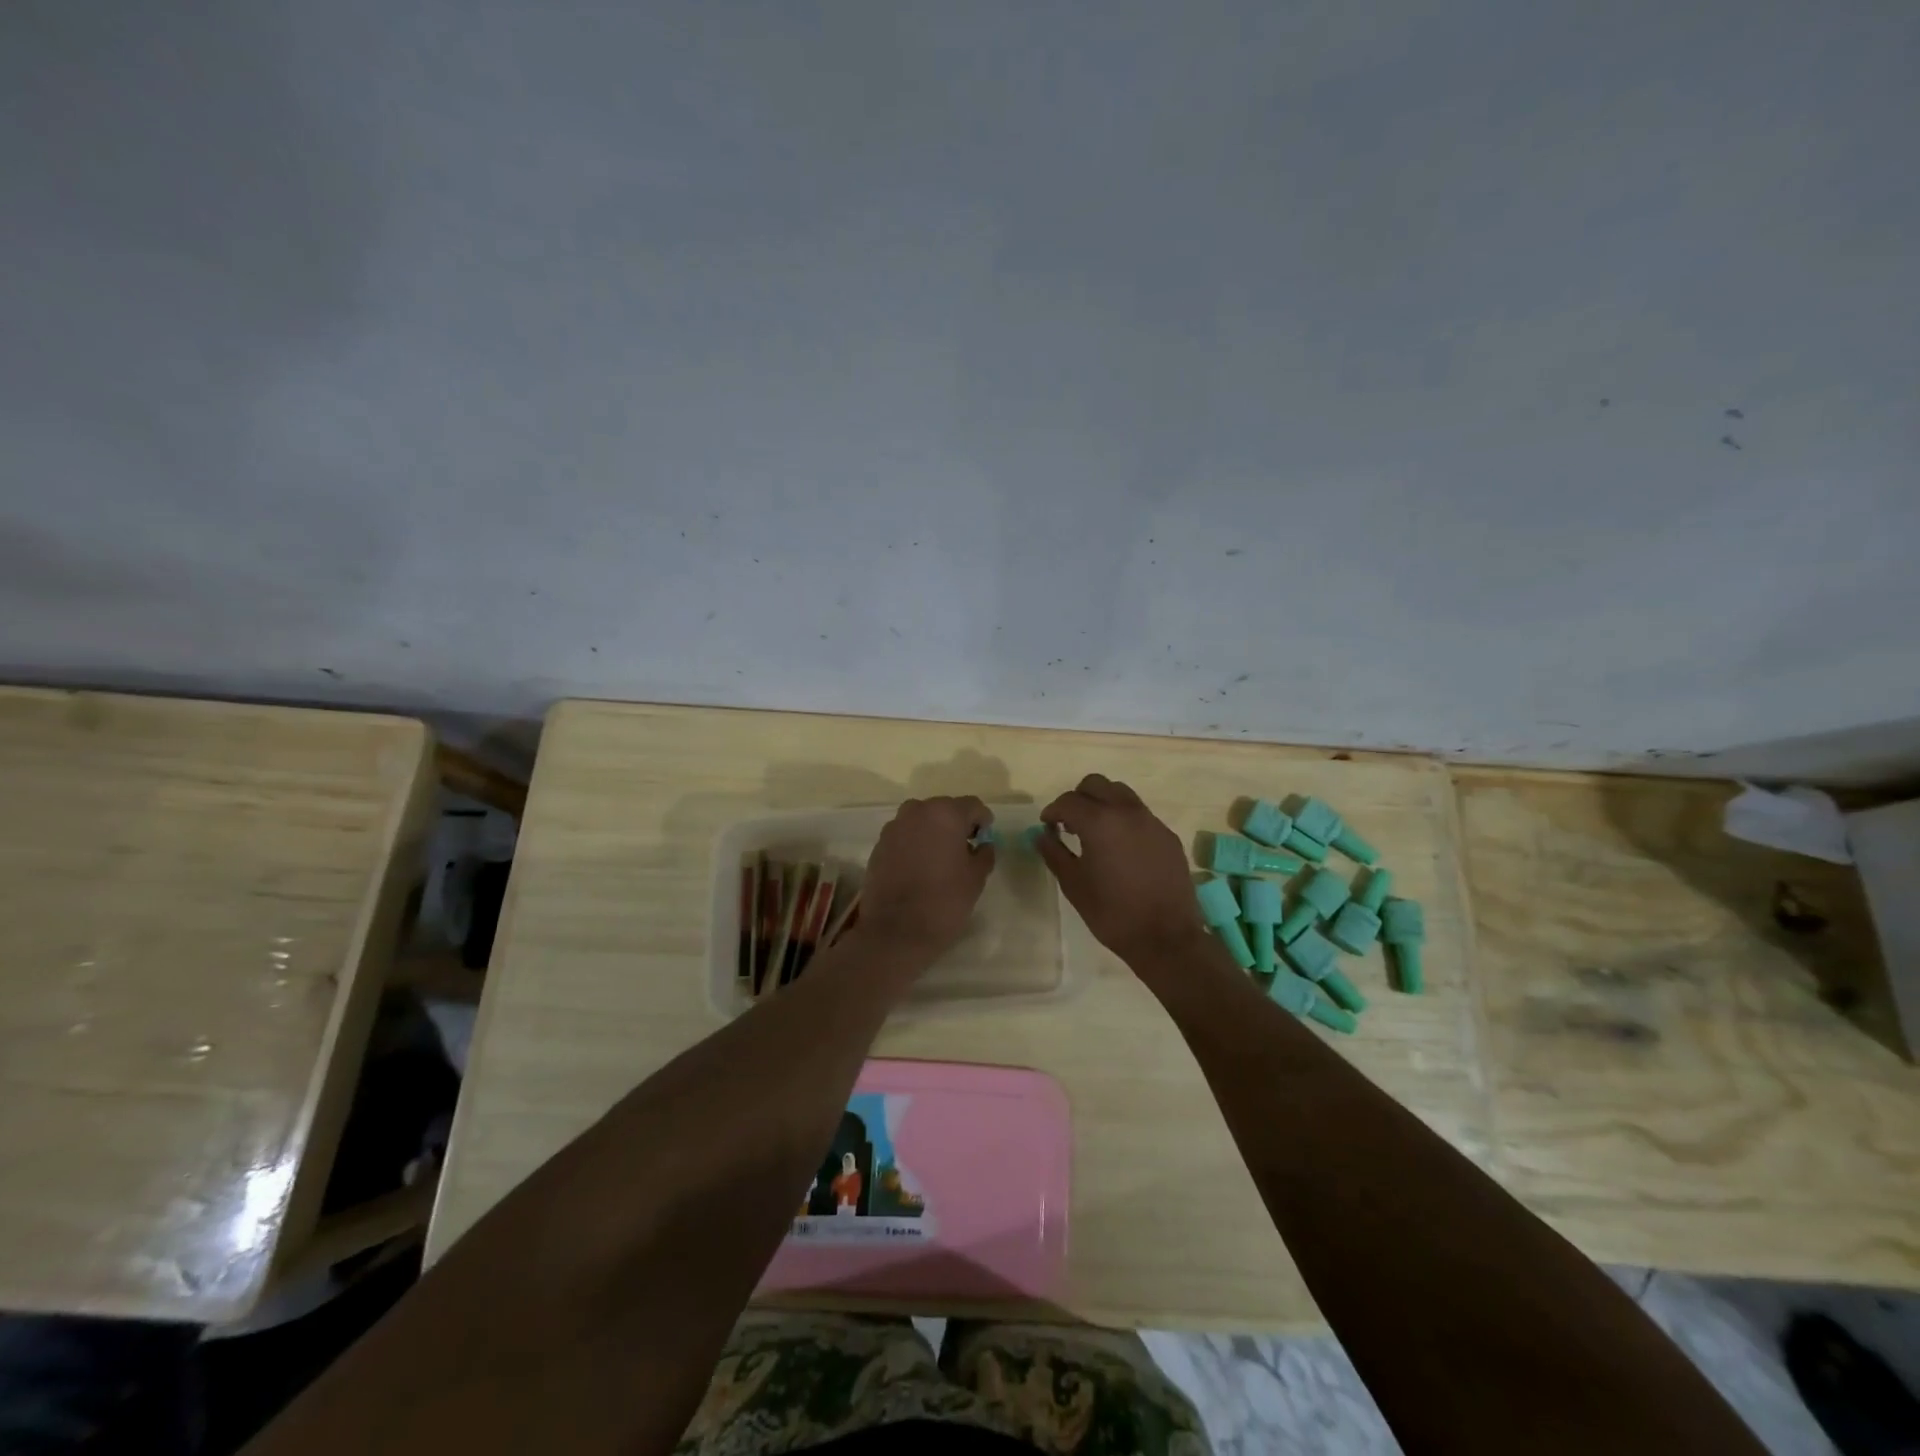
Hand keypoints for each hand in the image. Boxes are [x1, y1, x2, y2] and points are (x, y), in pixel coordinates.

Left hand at [857, 796, 994, 962]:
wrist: (895, 931)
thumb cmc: (943, 901)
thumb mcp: (976, 878)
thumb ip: (984, 853)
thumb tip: (982, 845)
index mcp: (945, 813)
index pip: (972, 806)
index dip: (982, 821)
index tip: (984, 840)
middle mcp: (917, 811)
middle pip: (944, 809)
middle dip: (956, 825)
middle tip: (964, 850)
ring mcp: (894, 826)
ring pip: (922, 821)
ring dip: (933, 833)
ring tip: (940, 860)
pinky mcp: (879, 844)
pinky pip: (904, 836)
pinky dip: (914, 844)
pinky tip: (919, 868)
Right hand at [1035, 775, 1205, 969]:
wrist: (1166, 937)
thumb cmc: (1112, 913)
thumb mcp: (1074, 884)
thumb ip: (1054, 853)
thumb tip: (1041, 835)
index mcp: (1100, 822)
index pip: (1068, 801)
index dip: (1052, 811)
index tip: (1047, 826)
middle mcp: (1127, 812)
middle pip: (1096, 784)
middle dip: (1078, 798)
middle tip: (1069, 824)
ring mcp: (1151, 821)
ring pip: (1121, 794)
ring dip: (1103, 803)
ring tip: (1096, 832)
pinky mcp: (1168, 835)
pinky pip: (1140, 814)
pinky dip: (1124, 820)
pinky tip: (1121, 848)